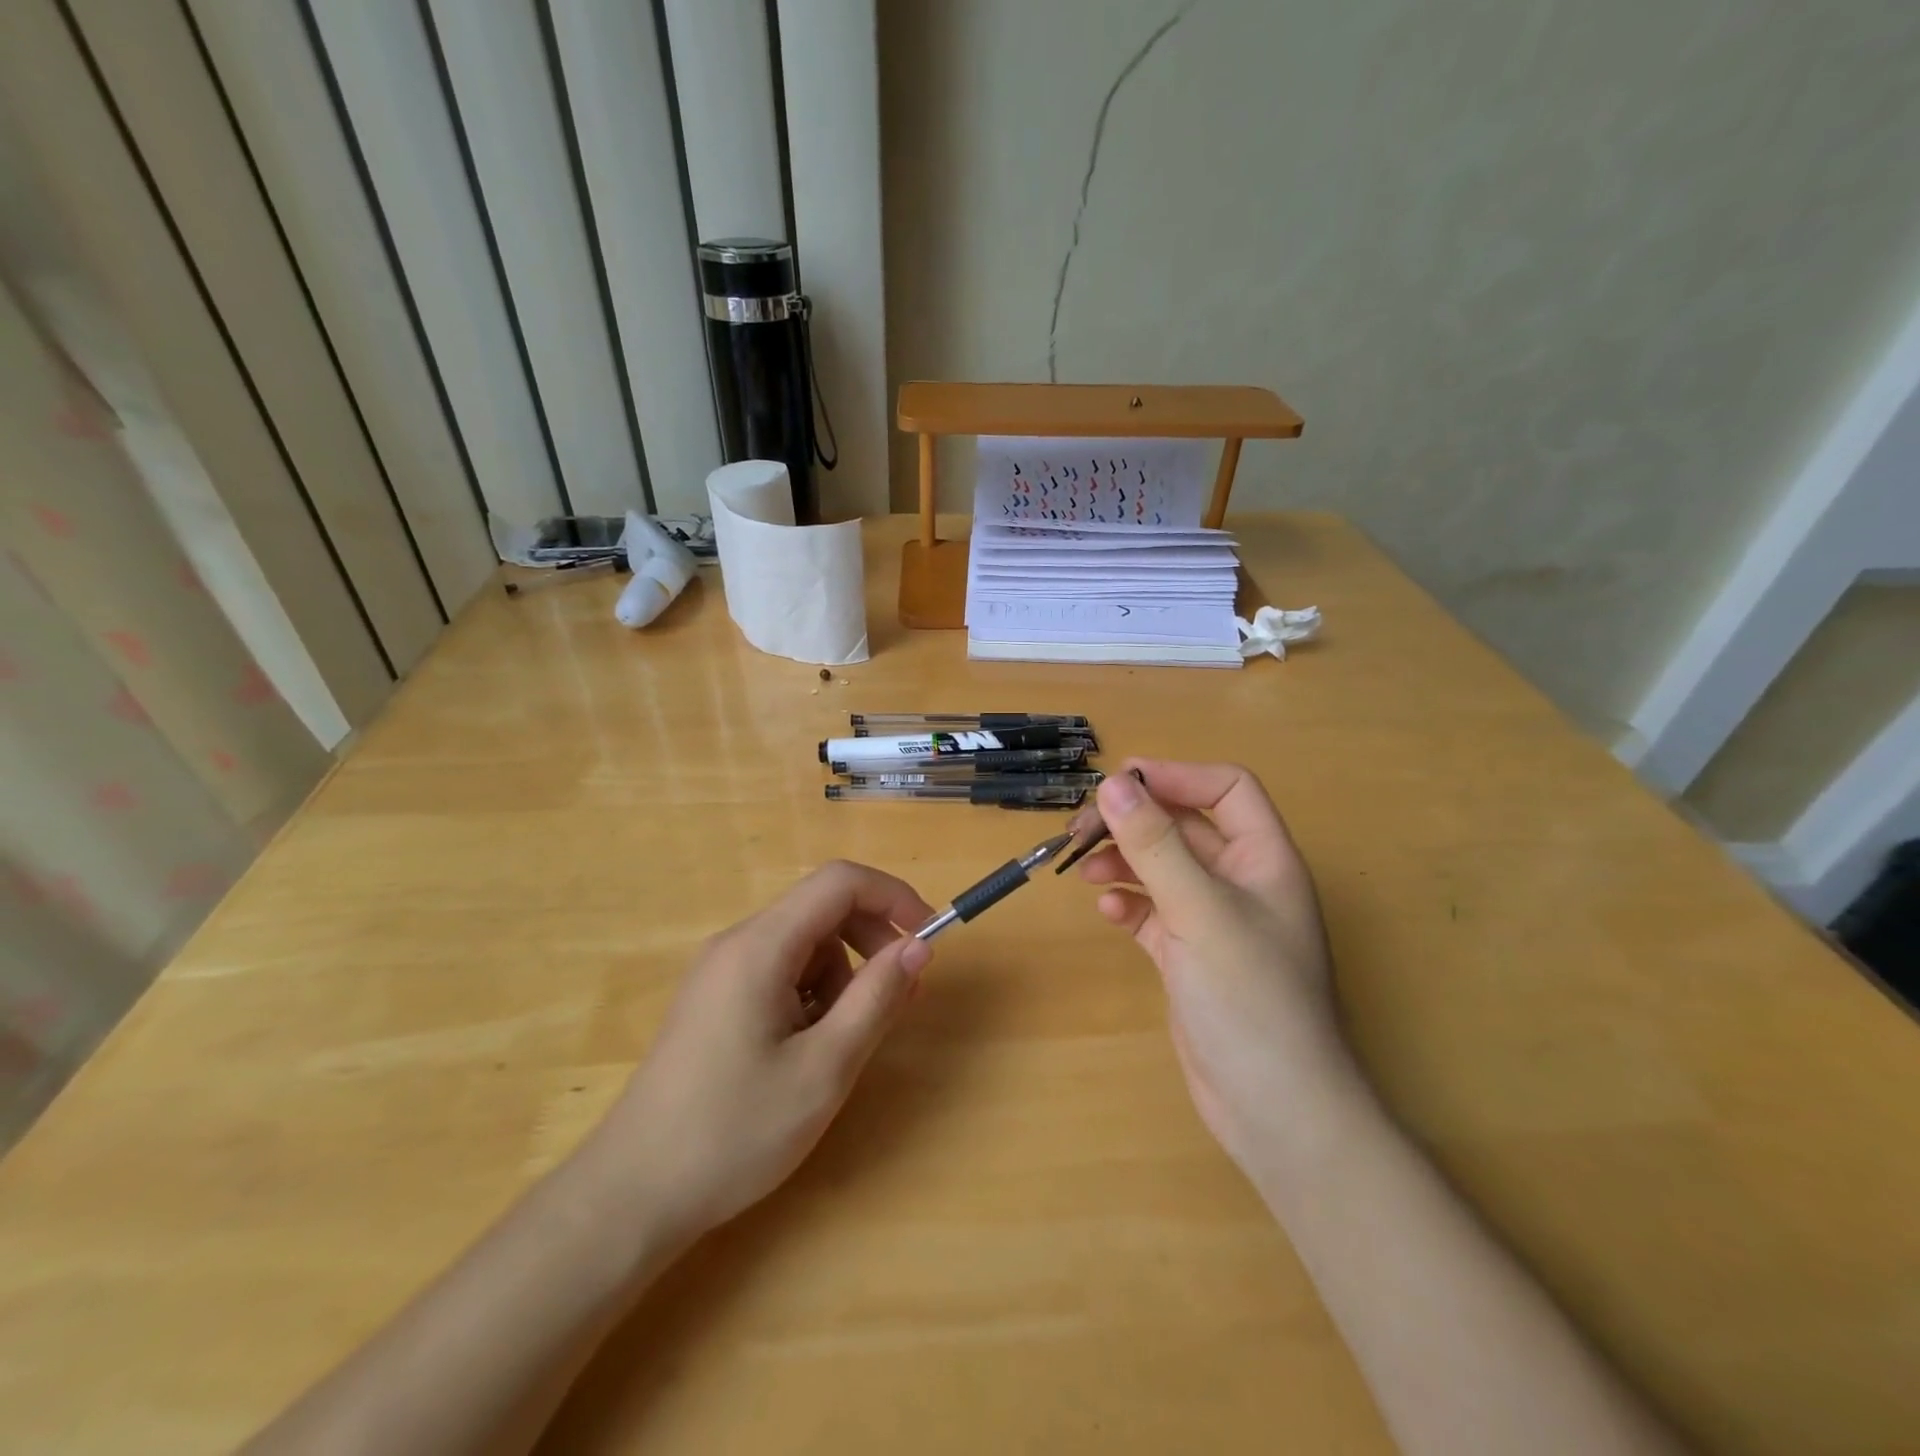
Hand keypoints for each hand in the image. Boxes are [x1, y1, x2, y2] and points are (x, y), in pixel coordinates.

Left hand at [586, 861, 934, 1245]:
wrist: (632, 1195)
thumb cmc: (734, 1132)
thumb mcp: (824, 1069)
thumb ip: (877, 999)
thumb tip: (919, 947)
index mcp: (760, 946)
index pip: (839, 882)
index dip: (892, 897)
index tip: (927, 939)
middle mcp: (737, 943)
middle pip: (822, 909)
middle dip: (871, 942)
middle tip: (898, 998)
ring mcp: (721, 971)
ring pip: (805, 945)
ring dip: (840, 978)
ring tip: (839, 1043)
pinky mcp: (715, 999)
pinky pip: (780, 971)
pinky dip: (810, 995)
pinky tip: (804, 1050)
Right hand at [1078, 761, 1350, 1177]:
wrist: (1275, 1110)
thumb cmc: (1251, 999)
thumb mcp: (1200, 911)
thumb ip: (1155, 844)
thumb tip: (1112, 784)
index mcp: (1264, 859)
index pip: (1226, 789)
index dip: (1177, 776)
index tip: (1119, 784)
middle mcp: (1242, 882)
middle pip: (1185, 826)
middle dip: (1135, 821)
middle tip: (1081, 830)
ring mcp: (1215, 922)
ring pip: (1164, 868)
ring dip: (1124, 860)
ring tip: (1084, 869)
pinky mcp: (1191, 957)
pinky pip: (1154, 912)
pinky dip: (1129, 904)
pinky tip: (1109, 912)